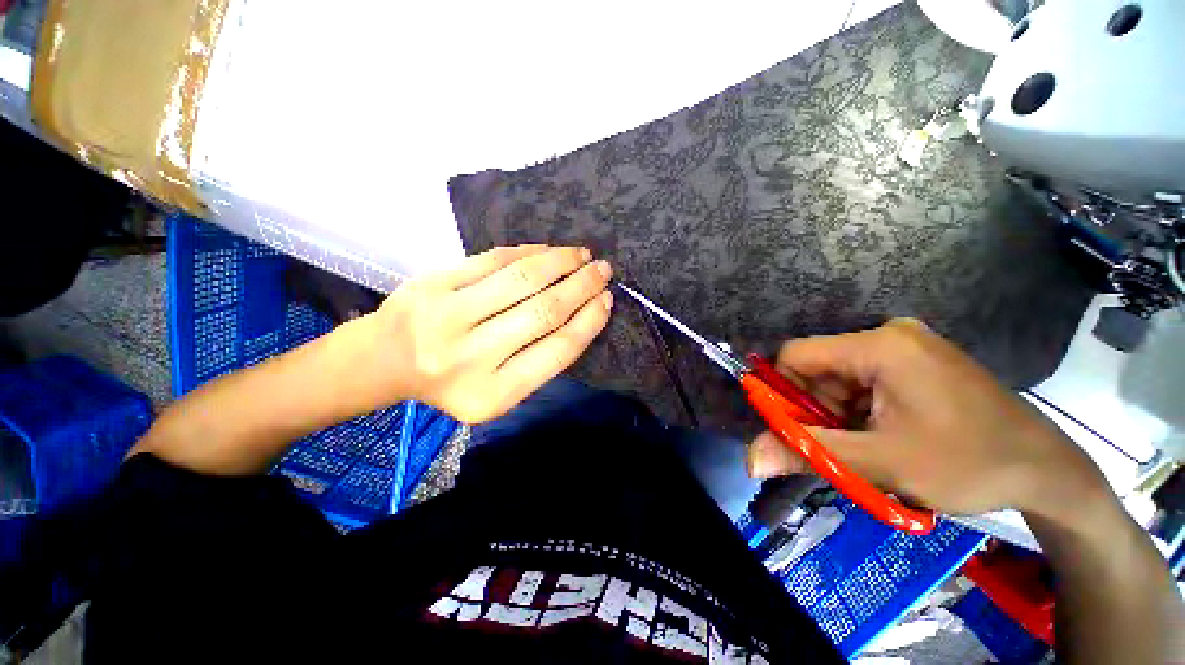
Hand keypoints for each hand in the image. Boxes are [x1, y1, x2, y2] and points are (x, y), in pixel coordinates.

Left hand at [341, 245, 612, 423]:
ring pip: (521, 279)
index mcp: (493, 394)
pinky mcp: (431, 284)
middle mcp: (469, 358)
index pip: (558, 351)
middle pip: (544, 312)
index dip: (589, 321)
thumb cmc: (451, 381)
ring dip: (561, 262)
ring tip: (582, 255)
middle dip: (582, 286)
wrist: (385, 361)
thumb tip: (583, 313)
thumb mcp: (498, 390)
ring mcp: (446, 317)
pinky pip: (493, 260)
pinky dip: (529, 252)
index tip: (607, 301)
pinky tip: (549, 250)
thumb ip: (539, 360)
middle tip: (603, 271)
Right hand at [747, 318, 1110, 520]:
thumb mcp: (882, 463)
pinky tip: (884, 436)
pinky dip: (859, 412)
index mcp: (880, 346)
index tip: (799, 430)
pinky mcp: (916, 362)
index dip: (784, 392)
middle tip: (842, 447)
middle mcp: (889, 335)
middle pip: (818, 368)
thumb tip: (750, 460)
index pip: (797, 355)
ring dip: (839, 415)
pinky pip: (863, 382)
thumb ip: (809, 454)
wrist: (1048, 472)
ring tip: (870, 446)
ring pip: (838, 379)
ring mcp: (906, 347)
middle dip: (817, 409)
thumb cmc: (969, 463)